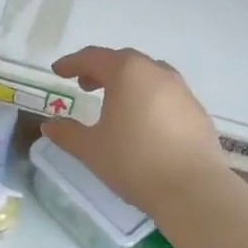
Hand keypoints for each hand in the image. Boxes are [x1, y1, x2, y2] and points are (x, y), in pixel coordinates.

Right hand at [42, 46, 228, 213]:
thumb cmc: (134, 162)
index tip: (58, 71)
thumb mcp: (91, 149)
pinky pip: (166, 95)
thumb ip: (67, 133)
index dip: (72, 63)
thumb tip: (50, 125)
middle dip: (100, 69)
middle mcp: (157, 72)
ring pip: (148, 75)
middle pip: (123, 61)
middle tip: (84, 85)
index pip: (94, 57)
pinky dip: (148, 98)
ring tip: (114, 104)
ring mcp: (182, 90)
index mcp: (127, 73)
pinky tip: (142, 123)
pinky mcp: (197, 111)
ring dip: (127, 82)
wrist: (193, 190)